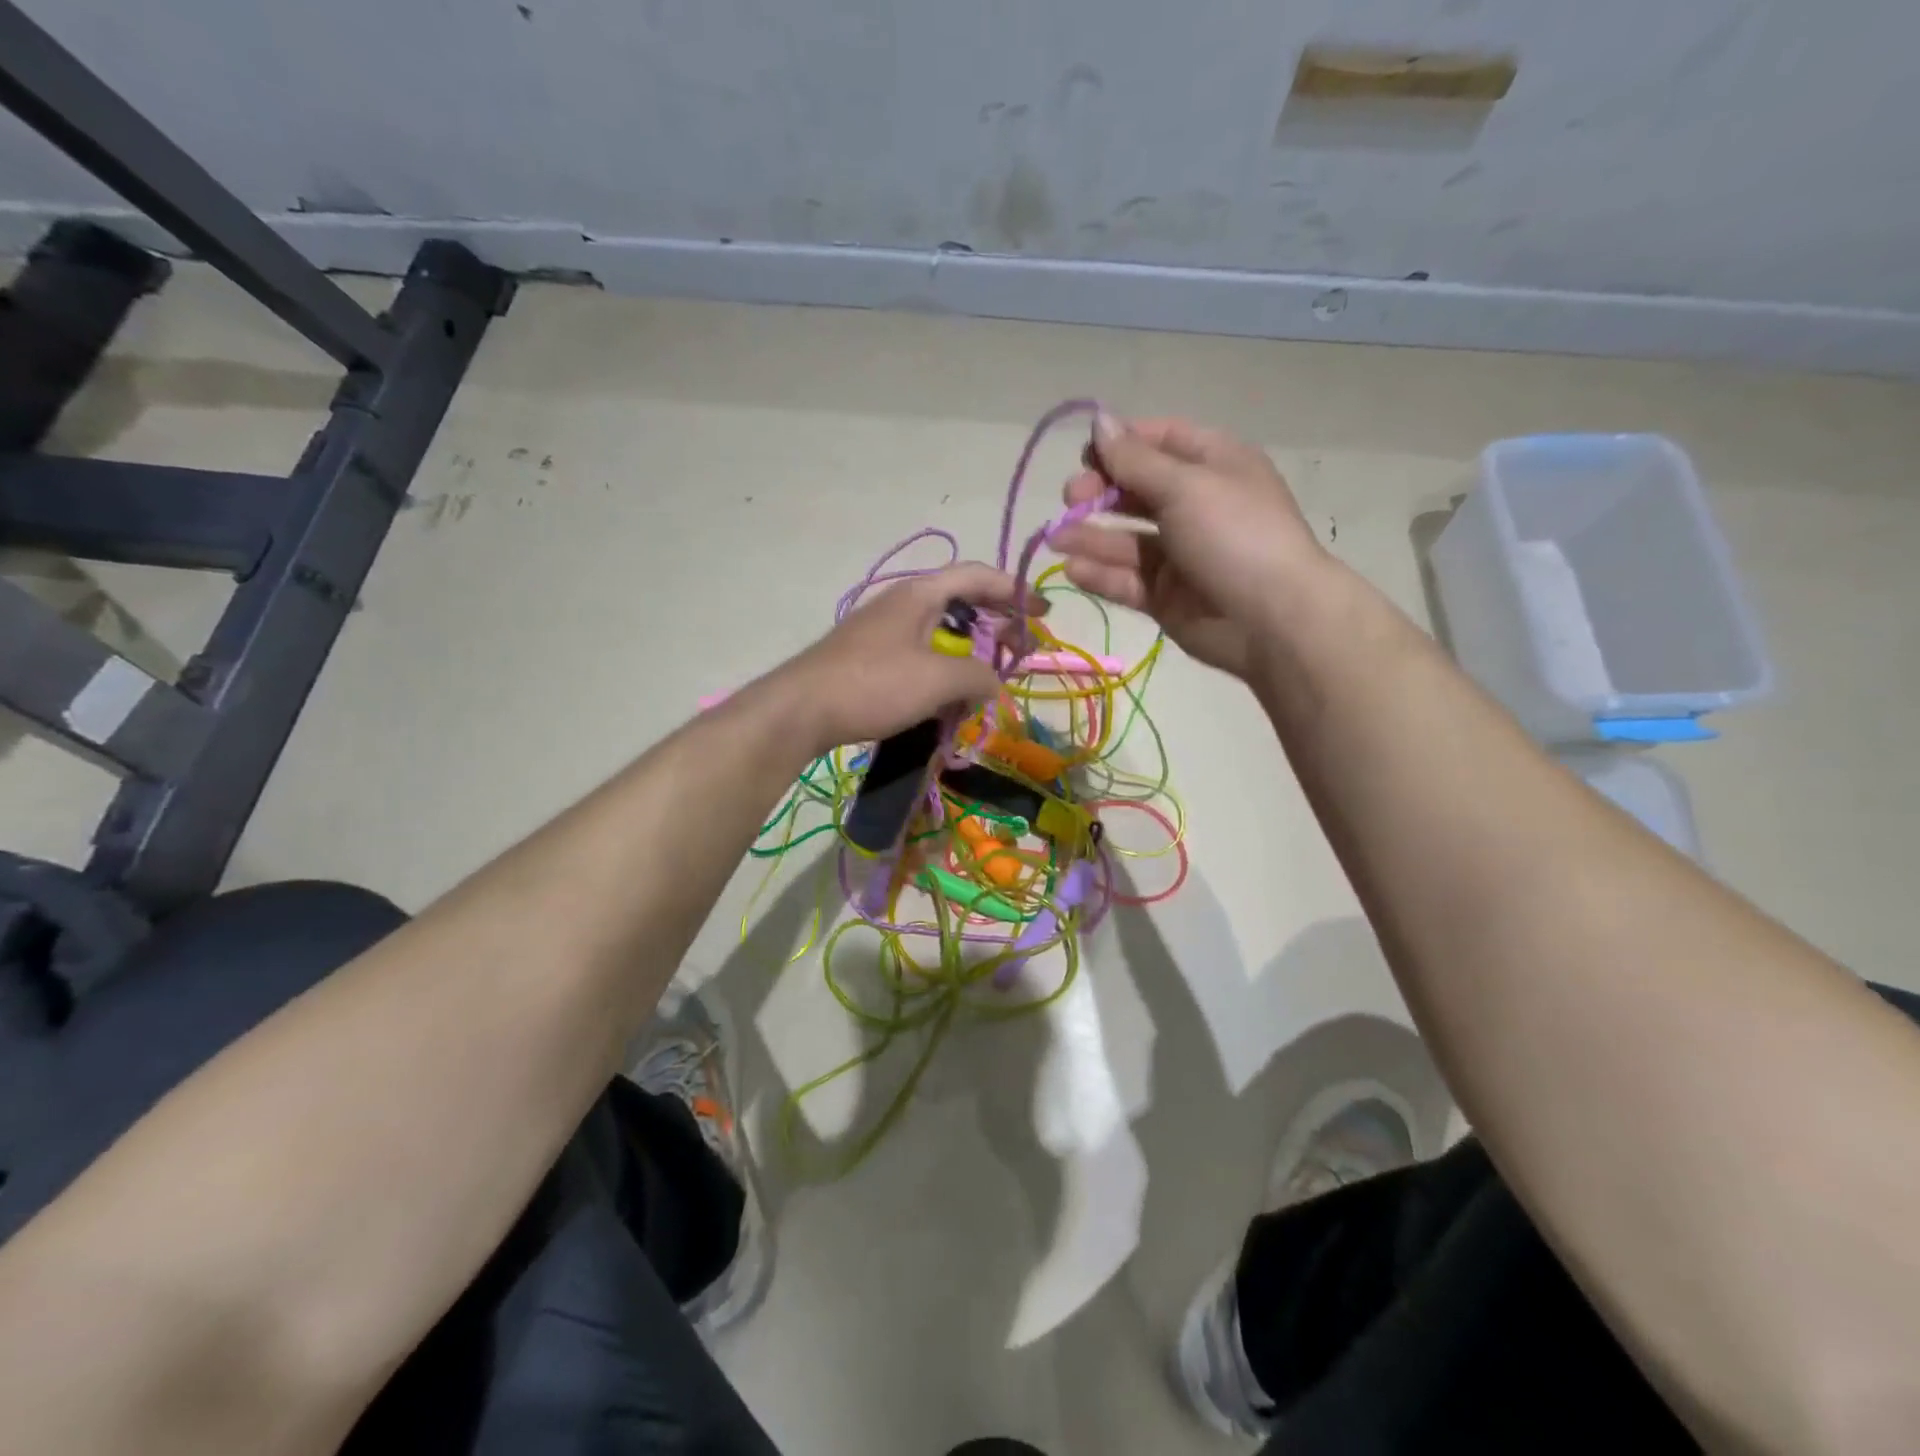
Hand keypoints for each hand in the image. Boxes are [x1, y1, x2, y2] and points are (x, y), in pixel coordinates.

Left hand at [773, 562, 1043, 753]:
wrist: (801, 710)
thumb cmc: (873, 684)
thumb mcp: (938, 679)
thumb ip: (978, 676)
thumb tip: (994, 682)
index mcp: (920, 595)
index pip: (977, 576)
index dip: (1014, 591)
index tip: (1042, 613)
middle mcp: (902, 605)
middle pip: (961, 604)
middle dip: (995, 626)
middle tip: (1019, 650)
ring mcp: (884, 632)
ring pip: (940, 635)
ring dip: (969, 655)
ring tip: (986, 681)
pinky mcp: (871, 660)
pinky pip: (920, 658)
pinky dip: (943, 673)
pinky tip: (949, 700)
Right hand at [1049, 414, 1329, 677]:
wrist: (1272, 619)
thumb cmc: (1235, 535)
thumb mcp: (1185, 486)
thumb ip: (1134, 459)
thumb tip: (1099, 420)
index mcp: (1212, 464)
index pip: (1158, 440)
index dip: (1120, 444)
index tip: (1085, 456)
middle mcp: (1194, 505)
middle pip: (1135, 490)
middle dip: (1098, 493)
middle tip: (1071, 501)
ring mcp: (1179, 554)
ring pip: (1125, 539)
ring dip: (1090, 536)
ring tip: (1056, 540)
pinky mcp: (1166, 596)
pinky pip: (1127, 580)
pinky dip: (1101, 574)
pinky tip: (1074, 569)